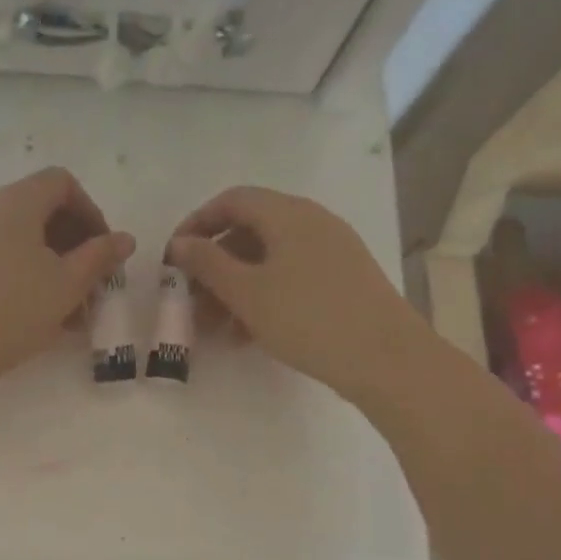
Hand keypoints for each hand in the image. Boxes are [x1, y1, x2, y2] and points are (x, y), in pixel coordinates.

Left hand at [0, 167, 134, 390]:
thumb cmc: (10, 311)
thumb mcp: (66, 285)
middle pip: (42, 212)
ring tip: (73, 314)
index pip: (62, 183)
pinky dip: (28, 280)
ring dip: (55, 269)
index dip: (91, 213)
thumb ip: (100, 256)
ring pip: (23, 243)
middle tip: (93, 287)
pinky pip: (2, 261)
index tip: (103, 253)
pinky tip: (42, 320)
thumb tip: (124, 239)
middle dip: (76, 247)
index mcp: (15, 202)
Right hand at [169, 186, 421, 399]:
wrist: (386, 358)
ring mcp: (331, 251)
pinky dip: (262, 297)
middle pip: (249, 230)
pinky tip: (246, 334)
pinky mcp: (341, 279)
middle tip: (190, 299)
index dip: (197, 223)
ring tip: (214, 326)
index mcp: (289, 214)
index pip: (232, 200)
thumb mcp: (247, 293)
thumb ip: (208, 264)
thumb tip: (180, 243)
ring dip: (235, 286)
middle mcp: (312, 222)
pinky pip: (290, 277)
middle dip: (214, 264)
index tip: (174, 257)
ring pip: (268, 259)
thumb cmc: (308, 318)